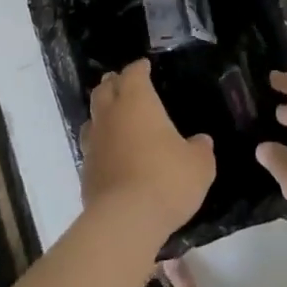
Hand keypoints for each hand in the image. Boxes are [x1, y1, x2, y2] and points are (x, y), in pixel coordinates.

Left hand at [81, 60, 214, 242]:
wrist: (125, 220)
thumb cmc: (166, 179)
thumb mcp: (198, 164)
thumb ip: (200, 149)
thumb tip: (201, 141)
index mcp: (137, 102)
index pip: (133, 74)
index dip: (138, 68)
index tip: (144, 66)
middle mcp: (110, 116)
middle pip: (104, 90)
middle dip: (113, 83)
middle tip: (122, 83)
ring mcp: (94, 144)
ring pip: (93, 118)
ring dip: (102, 113)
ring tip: (113, 116)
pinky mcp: (86, 171)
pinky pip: (92, 147)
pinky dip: (101, 144)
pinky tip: (111, 153)